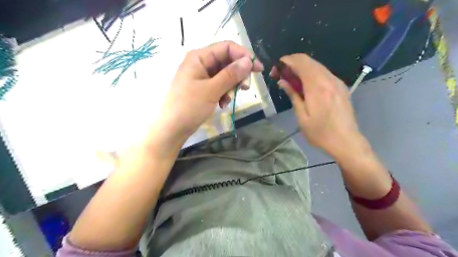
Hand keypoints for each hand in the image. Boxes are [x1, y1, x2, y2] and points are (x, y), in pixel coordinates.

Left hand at [151, 40, 262, 142]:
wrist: (172, 129)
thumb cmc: (189, 107)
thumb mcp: (212, 90)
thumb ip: (231, 74)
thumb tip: (249, 61)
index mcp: (199, 57)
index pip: (227, 47)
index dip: (244, 55)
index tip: (257, 69)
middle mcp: (201, 63)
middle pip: (227, 61)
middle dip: (238, 74)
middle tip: (246, 88)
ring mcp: (202, 76)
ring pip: (225, 75)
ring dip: (231, 86)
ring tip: (228, 100)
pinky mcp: (203, 88)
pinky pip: (220, 85)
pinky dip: (224, 93)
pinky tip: (223, 104)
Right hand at [272, 54, 365, 158]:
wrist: (346, 141)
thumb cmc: (320, 133)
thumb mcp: (302, 116)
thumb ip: (293, 95)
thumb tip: (282, 81)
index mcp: (317, 87)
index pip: (301, 63)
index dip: (287, 61)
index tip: (277, 67)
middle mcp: (329, 79)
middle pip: (309, 61)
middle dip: (293, 63)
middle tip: (282, 74)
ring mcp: (337, 82)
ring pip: (317, 65)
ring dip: (302, 67)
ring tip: (291, 79)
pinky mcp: (341, 86)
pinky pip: (324, 72)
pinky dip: (312, 72)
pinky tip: (306, 83)